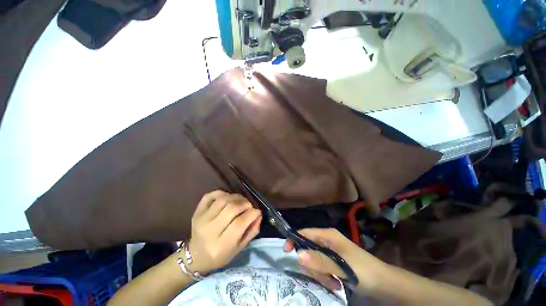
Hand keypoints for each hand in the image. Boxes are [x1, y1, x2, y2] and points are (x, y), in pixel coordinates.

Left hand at [187, 190, 261, 274]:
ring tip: (240, 202)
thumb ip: (252, 231)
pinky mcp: (197, 211)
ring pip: (223, 199)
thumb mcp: (240, 248)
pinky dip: (222, 193)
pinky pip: (211, 195)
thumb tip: (259, 214)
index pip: (239, 223)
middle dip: (245, 204)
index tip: (257, 212)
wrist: (195, 256)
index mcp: (221, 245)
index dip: (252, 214)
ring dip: (236, 197)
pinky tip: (228, 198)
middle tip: (249, 206)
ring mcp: (202, 219)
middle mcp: (210, 230)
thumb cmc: (220, 255)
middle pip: (232, 208)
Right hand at [284, 228, 387, 293]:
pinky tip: (335, 283)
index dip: (294, 240)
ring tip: (333, 282)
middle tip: (324, 277)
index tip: (287, 252)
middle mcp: (327, 241)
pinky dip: (325, 277)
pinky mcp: (332, 262)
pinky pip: (320, 268)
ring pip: (313, 261)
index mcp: (328, 235)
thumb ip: (320, 261)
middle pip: (307, 249)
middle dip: (312, 265)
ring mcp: (330, 252)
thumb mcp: (342, 267)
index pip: (304, 232)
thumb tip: (297, 255)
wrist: (383, 283)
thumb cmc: (363, 270)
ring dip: (320, 274)